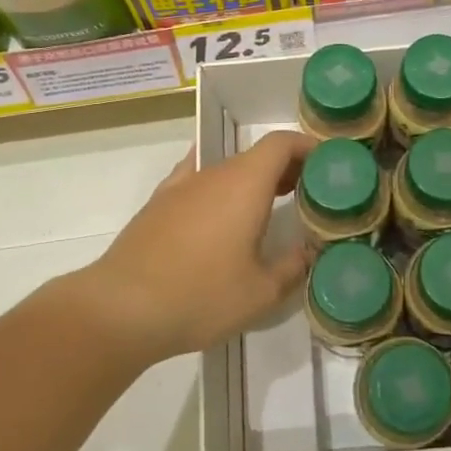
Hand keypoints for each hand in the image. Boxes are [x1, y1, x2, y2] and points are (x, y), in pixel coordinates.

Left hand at [74, 131, 315, 362]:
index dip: (308, 146)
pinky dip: (220, 189)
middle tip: (310, 192)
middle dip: (287, 167)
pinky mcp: (158, 205)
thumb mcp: (260, 292)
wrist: (121, 308)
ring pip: (227, 169)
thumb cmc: (200, 295)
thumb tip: (309, 252)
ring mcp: (181, 187)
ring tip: (271, 207)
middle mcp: (213, 174)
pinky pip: (198, 182)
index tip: (328, 164)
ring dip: (253, 180)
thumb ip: (292, 267)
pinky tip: (221, 214)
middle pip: (255, 154)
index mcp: (244, 184)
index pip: (281, 143)